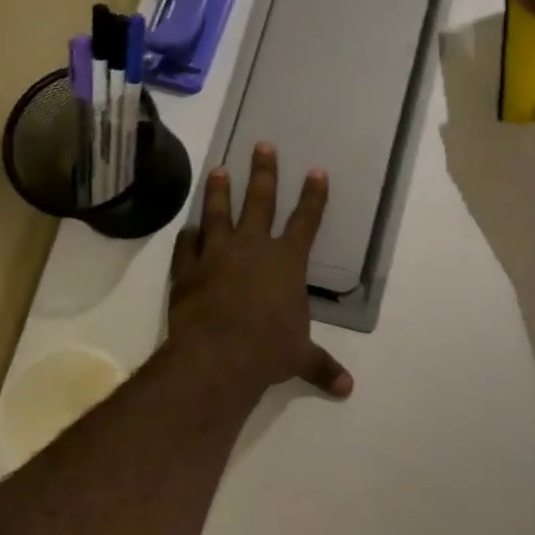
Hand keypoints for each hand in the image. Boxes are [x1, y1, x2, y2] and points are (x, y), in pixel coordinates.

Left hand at [167, 143, 352, 401]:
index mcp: (286, 261)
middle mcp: (253, 248)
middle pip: (260, 200)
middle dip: (263, 172)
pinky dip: (189, 236)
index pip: (306, 220)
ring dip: (219, 191)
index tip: (316, 170)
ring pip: (218, 213)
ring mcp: (217, 254)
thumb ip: (321, 366)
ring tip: (218, 169)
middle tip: (261, 145)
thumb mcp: (299, 358)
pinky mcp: (187, 270)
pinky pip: (187, 245)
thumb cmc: (268, 350)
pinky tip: (189, 228)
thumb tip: (347, 389)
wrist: (217, 356)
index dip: (313, 195)